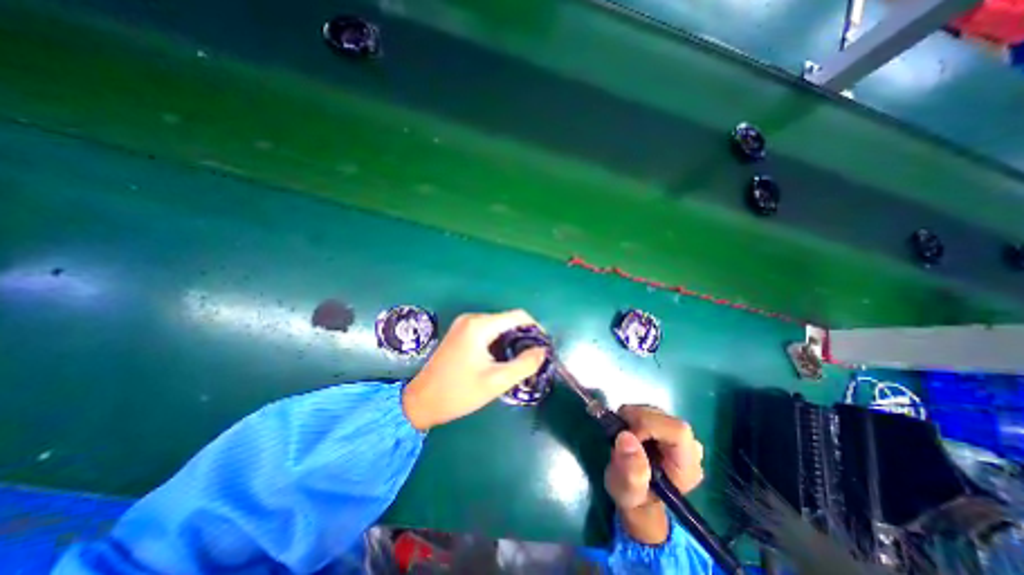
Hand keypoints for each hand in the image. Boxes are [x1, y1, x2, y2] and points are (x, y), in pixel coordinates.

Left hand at [399, 310, 548, 430]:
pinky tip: (501, 357)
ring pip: (498, 325)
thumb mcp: (496, 381)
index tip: (544, 346)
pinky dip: (498, 340)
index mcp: (480, 325)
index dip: (535, 328)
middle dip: (523, 335)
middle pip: (507, 319)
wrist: (421, 401)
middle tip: (532, 357)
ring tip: (519, 360)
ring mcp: (464, 324)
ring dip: (511, 339)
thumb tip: (542, 351)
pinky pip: (487, 330)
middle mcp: (472, 318)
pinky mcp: (460, 332)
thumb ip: (524, 364)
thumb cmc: (459, 392)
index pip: (518, 316)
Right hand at [606, 404, 705, 542]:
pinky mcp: (666, 427)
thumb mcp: (627, 493)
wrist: (638, 497)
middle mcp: (689, 446)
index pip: (676, 431)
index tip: (626, 435)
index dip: (648, 425)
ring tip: (621, 436)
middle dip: (635, 420)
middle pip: (663, 417)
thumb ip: (630, 471)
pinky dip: (632, 416)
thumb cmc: (634, 499)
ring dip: (632, 417)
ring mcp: (678, 434)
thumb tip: (626, 437)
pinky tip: (628, 431)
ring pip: (654, 411)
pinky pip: (648, 411)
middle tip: (618, 433)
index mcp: (687, 466)